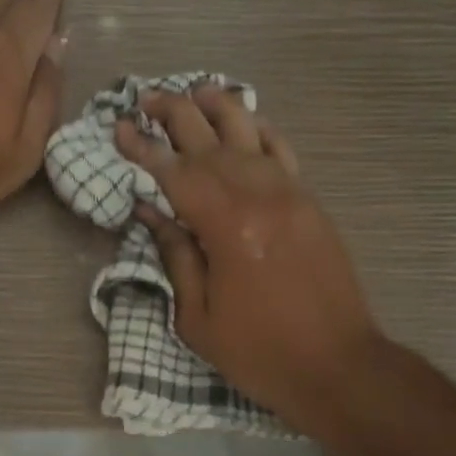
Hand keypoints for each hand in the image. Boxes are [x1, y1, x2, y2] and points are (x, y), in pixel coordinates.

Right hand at [116, 86, 380, 428]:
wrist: (337, 366)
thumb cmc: (258, 351)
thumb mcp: (198, 318)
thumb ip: (176, 257)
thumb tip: (151, 212)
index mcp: (225, 227)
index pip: (174, 173)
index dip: (143, 148)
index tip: (118, 127)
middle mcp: (259, 196)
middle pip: (210, 141)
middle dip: (175, 114)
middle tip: (147, 96)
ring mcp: (291, 195)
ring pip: (251, 134)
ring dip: (220, 108)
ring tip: (195, 89)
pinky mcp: (311, 204)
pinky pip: (284, 153)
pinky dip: (262, 131)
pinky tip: (248, 120)